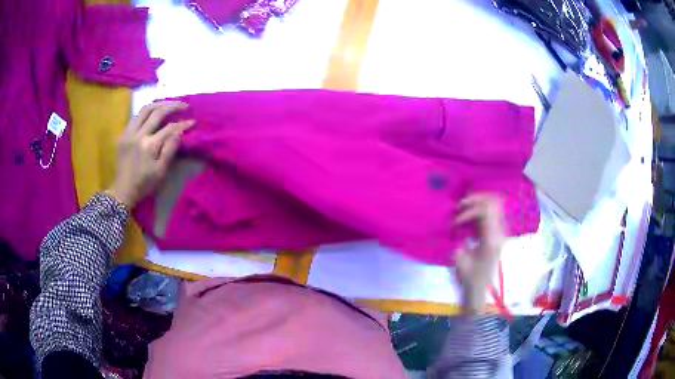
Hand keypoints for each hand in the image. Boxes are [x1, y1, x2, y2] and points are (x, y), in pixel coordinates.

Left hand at [106, 101, 193, 207]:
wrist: (122, 191)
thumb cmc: (144, 184)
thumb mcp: (160, 171)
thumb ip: (170, 149)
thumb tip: (180, 131)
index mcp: (149, 145)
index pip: (169, 128)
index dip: (183, 124)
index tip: (192, 121)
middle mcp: (138, 134)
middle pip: (157, 111)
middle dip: (173, 106)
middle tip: (184, 106)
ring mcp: (129, 132)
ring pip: (145, 109)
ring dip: (160, 104)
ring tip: (170, 104)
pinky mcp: (124, 134)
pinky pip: (137, 116)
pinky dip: (148, 112)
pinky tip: (154, 114)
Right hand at [454, 194, 505, 314]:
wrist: (478, 289)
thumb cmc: (467, 277)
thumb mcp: (459, 259)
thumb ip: (460, 238)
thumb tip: (456, 222)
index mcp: (491, 239)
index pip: (486, 210)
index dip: (469, 210)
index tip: (455, 220)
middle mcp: (500, 232)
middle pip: (494, 202)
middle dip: (475, 200)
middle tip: (459, 206)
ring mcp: (501, 232)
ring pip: (495, 204)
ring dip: (478, 203)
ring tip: (463, 209)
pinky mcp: (498, 233)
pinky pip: (493, 212)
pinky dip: (480, 209)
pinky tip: (469, 216)